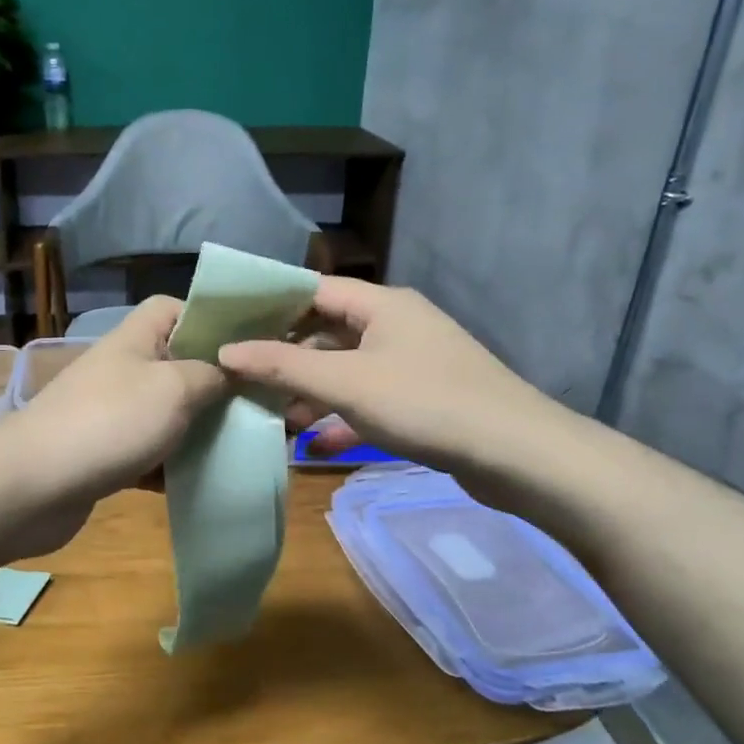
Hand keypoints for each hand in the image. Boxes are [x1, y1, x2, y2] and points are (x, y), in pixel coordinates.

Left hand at [11, 296, 228, 508]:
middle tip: (253, 404)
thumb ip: (211, 376)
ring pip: (163, 413)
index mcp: (135, 340)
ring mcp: (108, 414)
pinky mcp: (102, 456)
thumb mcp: (174, 388)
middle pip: (174, 364)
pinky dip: (169, 467)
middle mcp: (121, 371)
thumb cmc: (110, 422)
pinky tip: (197, 481)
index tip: (244, 346)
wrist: (32, 485)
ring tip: (236, 444)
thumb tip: (231, 372)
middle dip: (212, 384)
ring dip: (194, 430)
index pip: (172, 308)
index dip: (208, 318)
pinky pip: (146, 454)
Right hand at [216, 276, 563, 475]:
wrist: (517, 454)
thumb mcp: (346, 383)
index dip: (270, 304)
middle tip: (242, 376)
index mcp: (381, 304)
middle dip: (286, 357)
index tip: (230, 325)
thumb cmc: (425, 402)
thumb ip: (283, 367)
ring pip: (347, 370)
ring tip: (271, 416)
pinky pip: (370, 401)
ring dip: (311, 393)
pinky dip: (343, 419)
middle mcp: (396, 325)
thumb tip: (226, 352)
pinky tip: (315, 448)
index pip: (313, 289)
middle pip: (327, 332)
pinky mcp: (424, 400)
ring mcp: (412, 363)